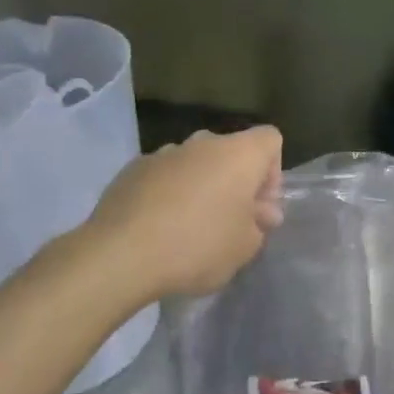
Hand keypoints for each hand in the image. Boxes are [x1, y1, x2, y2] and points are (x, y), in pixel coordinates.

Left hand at [85, 126, 283, 300]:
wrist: (121, 254)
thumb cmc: (197, 246)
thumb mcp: (244, 248)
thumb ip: (259, 224)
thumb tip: (261, 211)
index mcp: (238, 154)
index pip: (270, 139)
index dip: (272, 171)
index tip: (259, 207)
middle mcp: (203, 143)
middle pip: (231, 151)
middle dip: (236, 182)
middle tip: (230, 222)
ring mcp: (164, 152)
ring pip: (195, 163)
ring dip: (201, 186)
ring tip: (190, 228)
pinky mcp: (133, 168)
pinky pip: (164, 175)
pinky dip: (168, 193)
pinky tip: (159, 228)